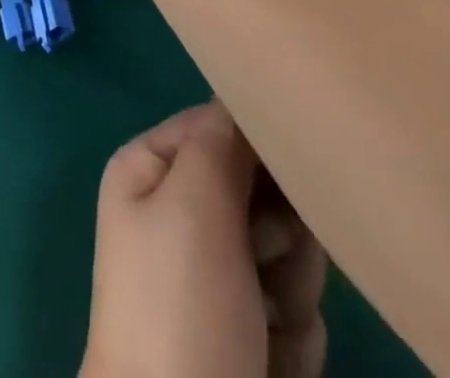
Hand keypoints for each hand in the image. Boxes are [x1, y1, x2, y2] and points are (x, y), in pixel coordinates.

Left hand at [83, 104, 326, 377]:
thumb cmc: (180, 306)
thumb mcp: (193, 203)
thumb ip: (222, 141)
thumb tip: (246, 98)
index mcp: (151, 170)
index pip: (218, 125)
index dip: (258, 147)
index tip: (290, 171)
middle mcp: (180, 215)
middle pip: (261, 193)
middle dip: (279, 232)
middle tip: (265, 260)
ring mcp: (216, 279)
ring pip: (289, 256)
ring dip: (290, 290)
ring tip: (264, 320)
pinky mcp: (250, 336)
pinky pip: (297, 317)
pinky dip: (292, 340)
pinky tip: (270, 360)